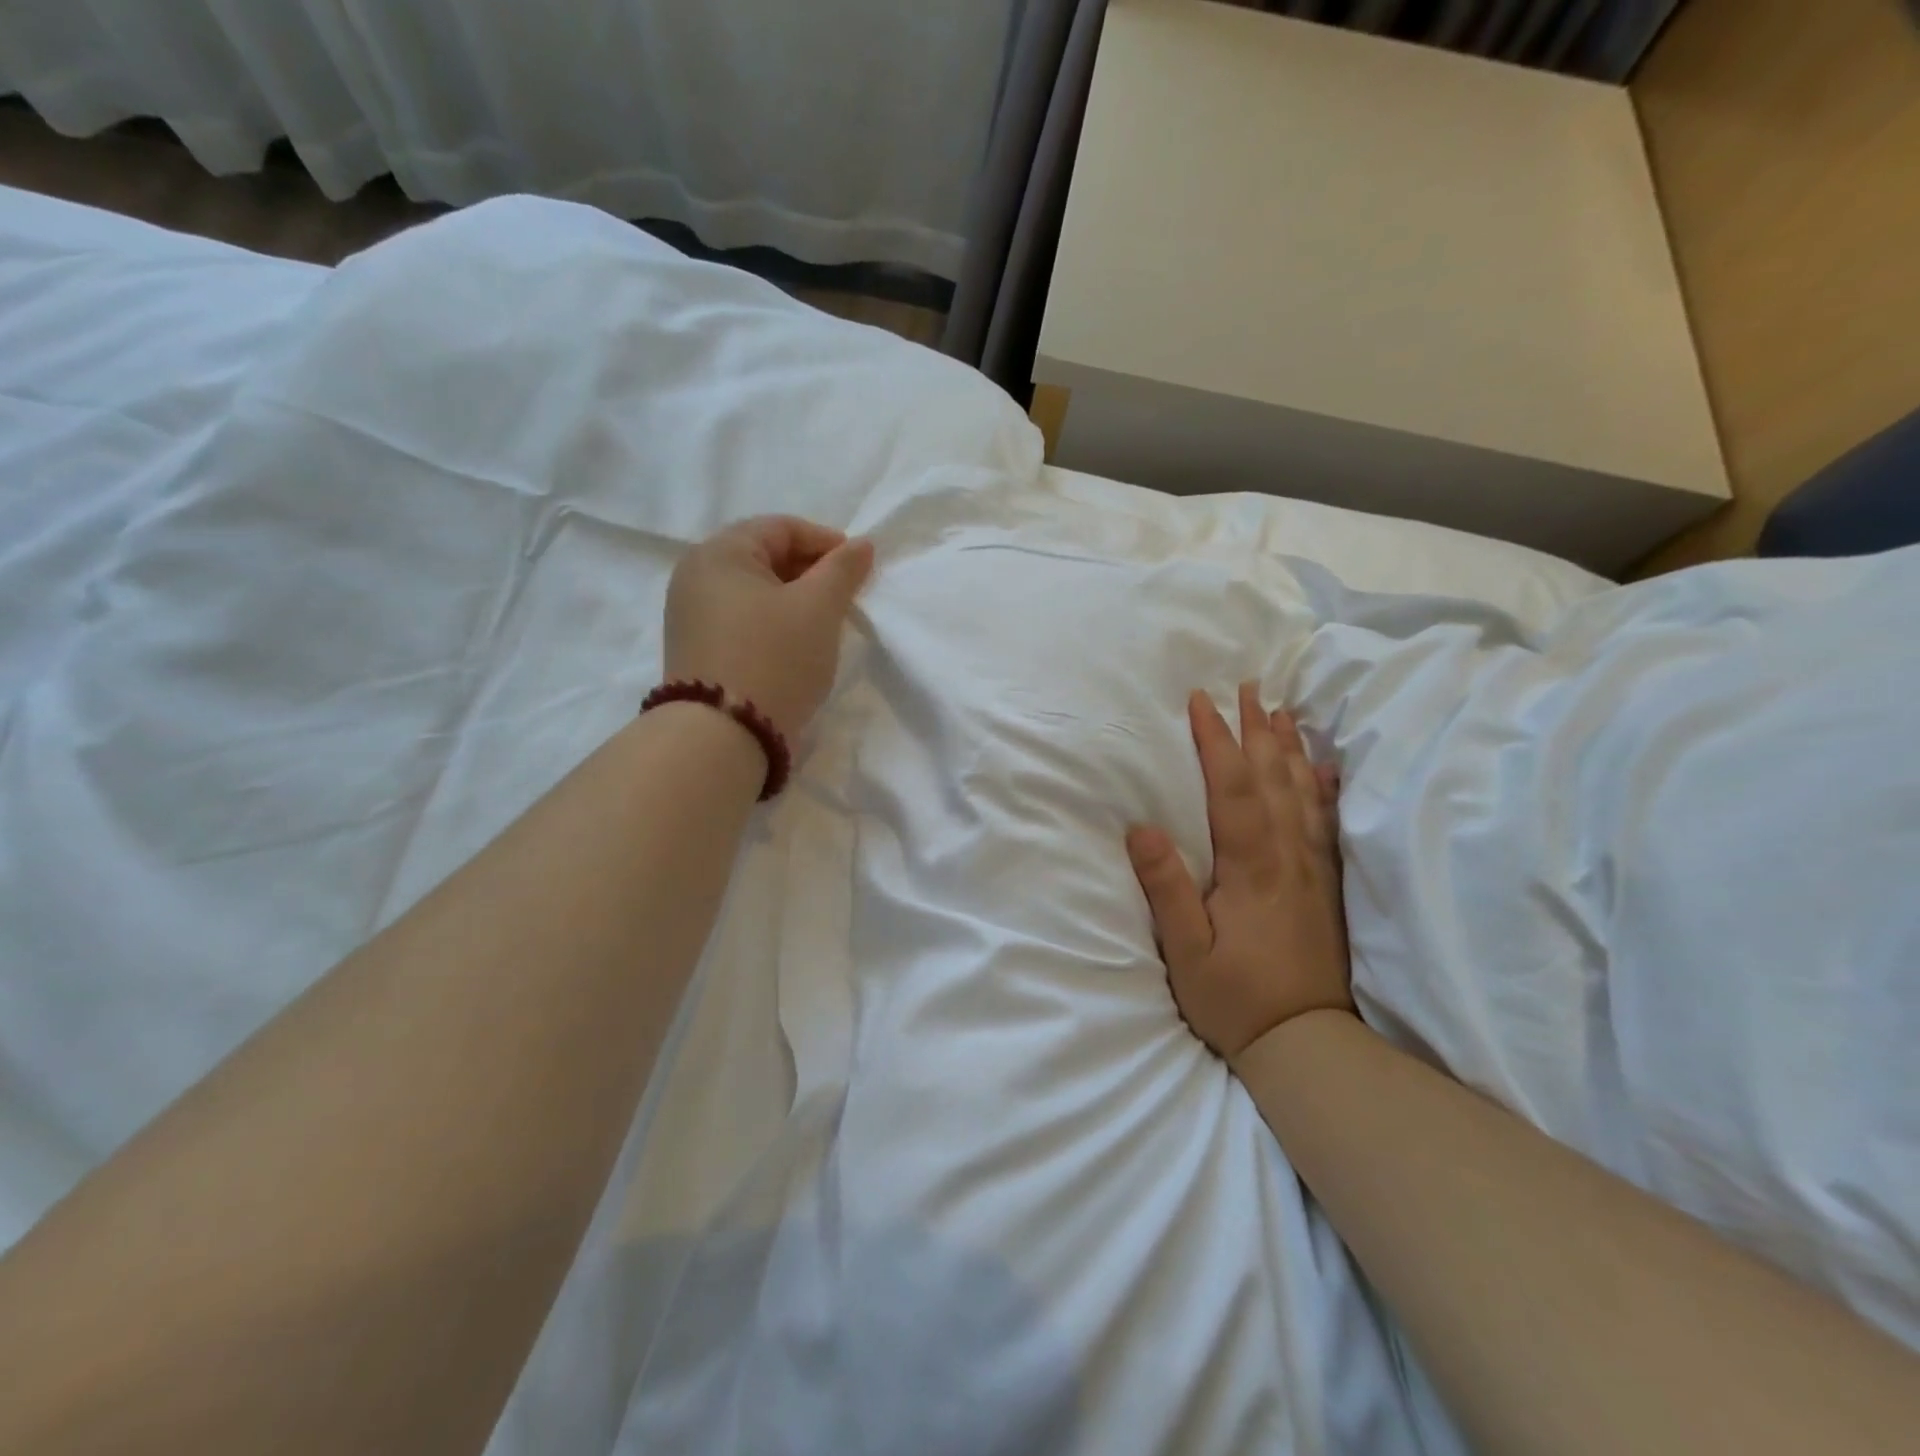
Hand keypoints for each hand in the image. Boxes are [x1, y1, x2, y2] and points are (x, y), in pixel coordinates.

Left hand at [664, 516, 874, 740]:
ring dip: (794, 600)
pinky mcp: (696, 650)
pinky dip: (773, 623)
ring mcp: (690, 616)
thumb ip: (843, 569)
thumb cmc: (775, 658)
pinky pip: (742, 620)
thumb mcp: (818, 608)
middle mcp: (695, 576)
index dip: (825, 541)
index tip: (859, 567)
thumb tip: (861, 544)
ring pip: (754, 592)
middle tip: (845, 596)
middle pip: (764, 557)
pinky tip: (795, 646)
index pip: (781, 528)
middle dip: (810, 572)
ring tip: (825, 623)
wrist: (721, 737)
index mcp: (719, 553)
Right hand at [1127, 683, 1351, 1064]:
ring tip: (1280, 710)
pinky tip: (1325, 767)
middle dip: (1257, 729)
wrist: (1308, 1045)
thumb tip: (1141, 829)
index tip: (1202, 701)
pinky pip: (1329, 823)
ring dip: (1289, 747)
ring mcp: (1315, 870)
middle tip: (1248, 687)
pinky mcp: (1328, 886)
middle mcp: (1290, 857)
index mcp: (1252, 867)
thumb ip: (1167, 889)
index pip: (1234, 789)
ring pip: (1304, 793)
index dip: (1217, 741)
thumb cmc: (1236, 999)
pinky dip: (1325, 788)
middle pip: (1274, 778)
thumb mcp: (1187, 952)